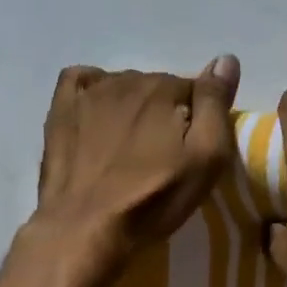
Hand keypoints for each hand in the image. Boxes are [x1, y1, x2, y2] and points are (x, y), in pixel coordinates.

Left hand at [34, 55, 240, 265]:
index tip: (191, 149)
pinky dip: (93, 89)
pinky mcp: (61, 109)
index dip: (197, 118)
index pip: (193, 88)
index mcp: (164, 88)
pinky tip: (97, 113)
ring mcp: (90, 93)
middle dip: (165, 112)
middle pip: (157, 87)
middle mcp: (127, 80)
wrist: (85, 227)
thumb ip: (216, 105)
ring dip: (132, 106)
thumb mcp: (205, 159)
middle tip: (163, 154)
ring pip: (123, 85)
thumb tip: (226, 59)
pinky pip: (80, 80)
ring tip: (131, 145)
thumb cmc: (153, 199)